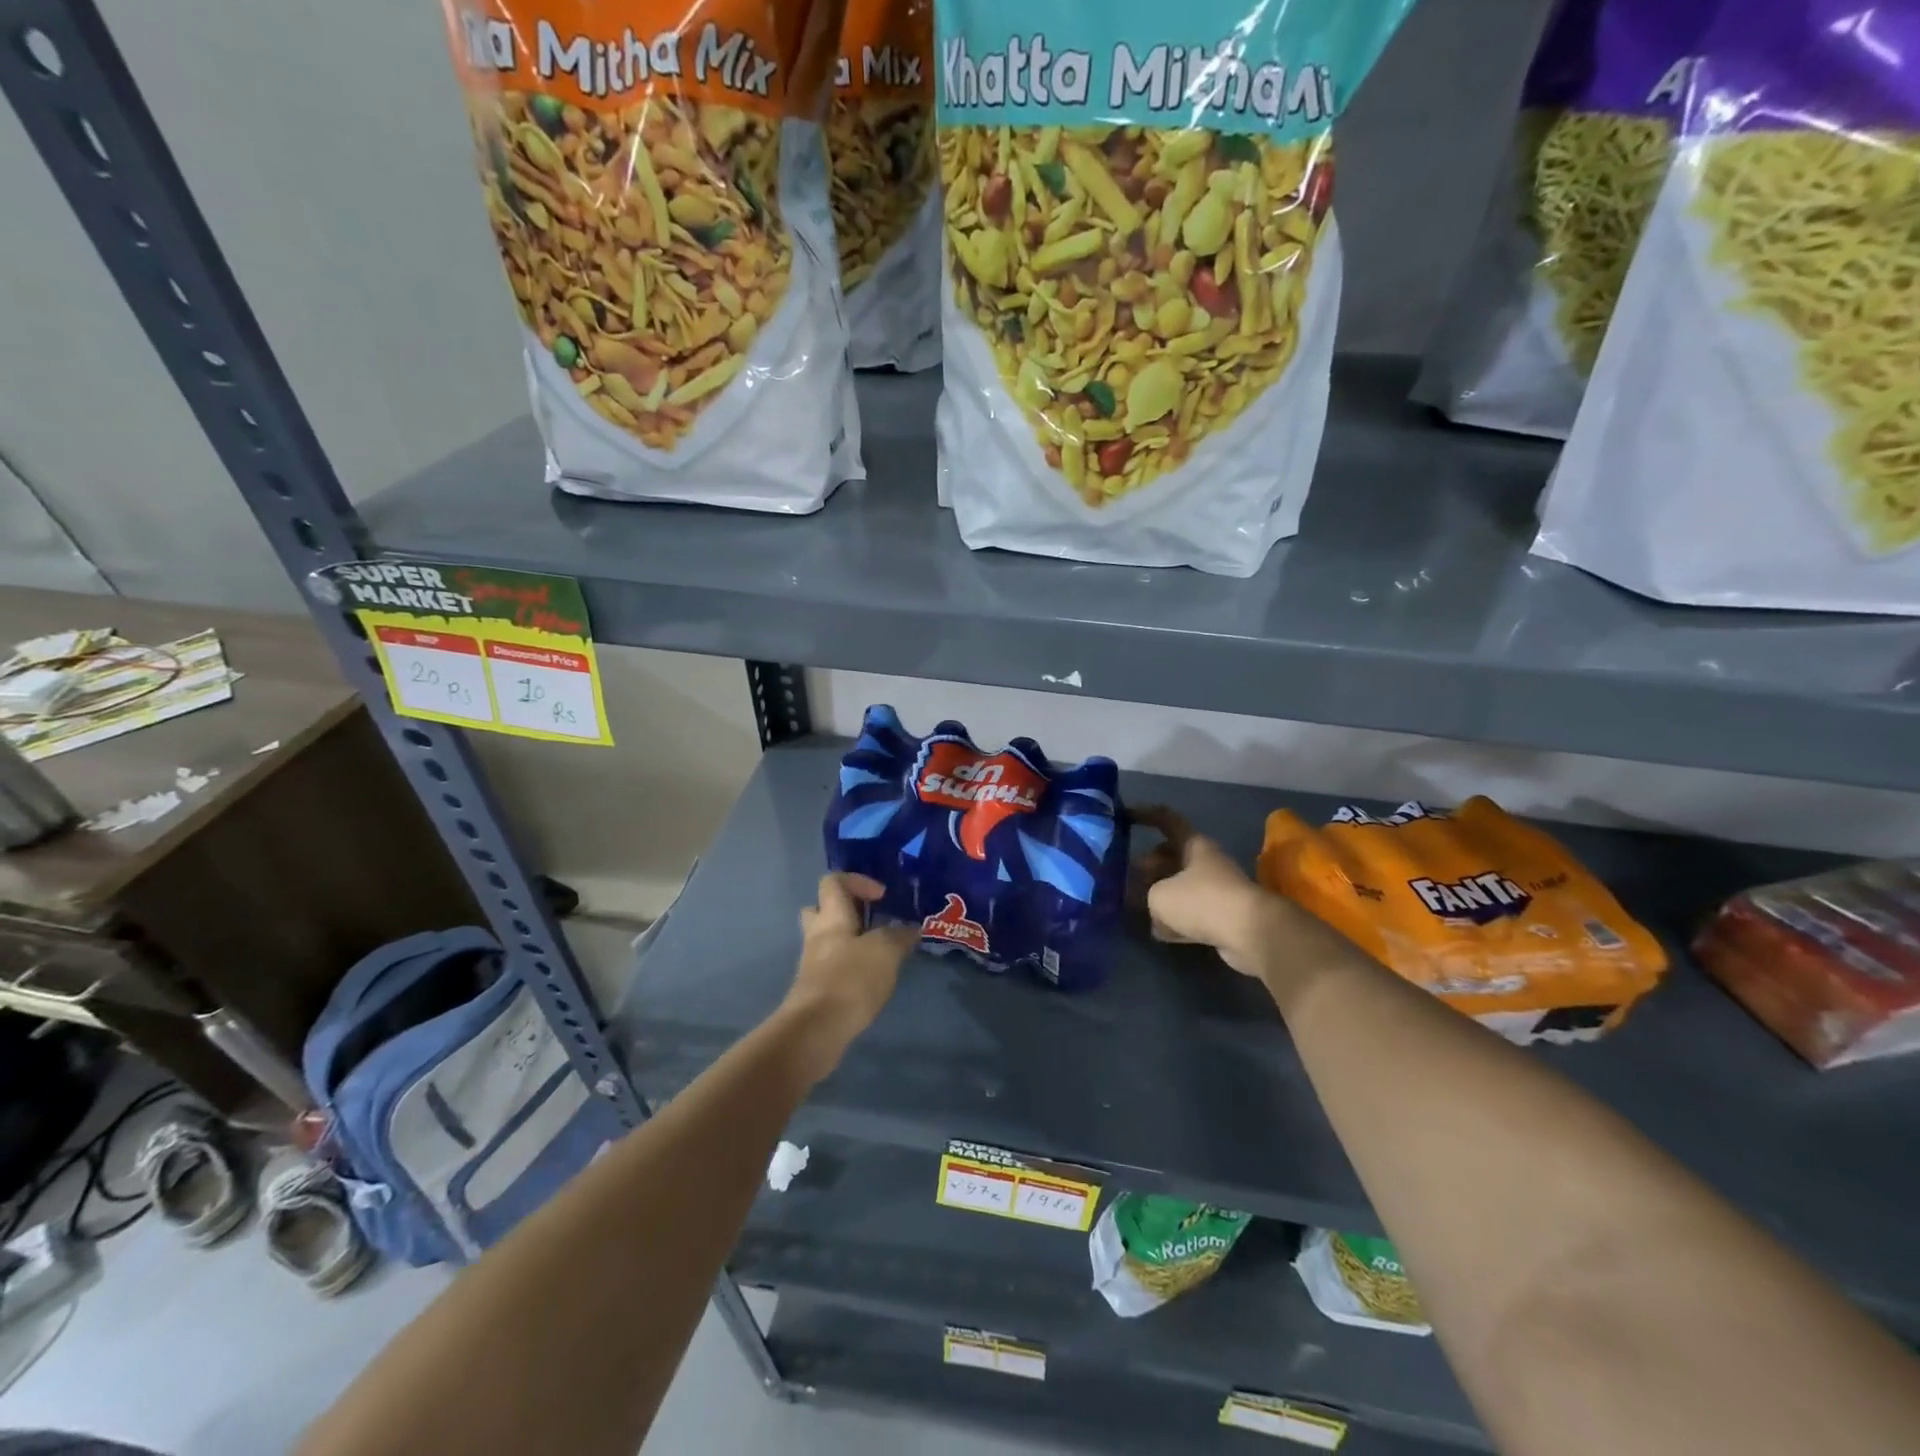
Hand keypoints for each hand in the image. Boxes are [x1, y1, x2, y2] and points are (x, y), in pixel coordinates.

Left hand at [780, 873, 917, 1081]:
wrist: (816, 1030)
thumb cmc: (850, 979)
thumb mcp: (885, 951)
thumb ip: (899, 935)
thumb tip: (910, 928)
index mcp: (831, 916)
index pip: (833, 881)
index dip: (858, 881)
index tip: (882, 897)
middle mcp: (817, 934)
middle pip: (822, 908)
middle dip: (848, 910)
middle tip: (873, 920)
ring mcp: (813, 962)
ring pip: (828, 939)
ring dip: (850, 940)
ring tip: (878, 951)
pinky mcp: (816, 988)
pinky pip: (832, 965)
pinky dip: (850, 965)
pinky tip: (871, 977)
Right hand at [1133, 807, 1285, 978]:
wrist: (1251, 933)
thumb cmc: (1202, 901)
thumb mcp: (1159, 896)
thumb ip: (1148, 896)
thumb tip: (1155, 909)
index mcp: (1193, 845)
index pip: (1166, 820)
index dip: (1145, 814)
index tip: (1124, 816)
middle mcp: (1206, 862)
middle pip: (1172, 856)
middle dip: (1149, 864)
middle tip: (1127, 876)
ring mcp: (1217, 890)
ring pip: (1181, 886)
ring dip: (1161, 894)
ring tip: (1138, 905)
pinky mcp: (1223, 917)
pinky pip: (1192, 913)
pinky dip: (1176, 920)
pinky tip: (1159, 932)